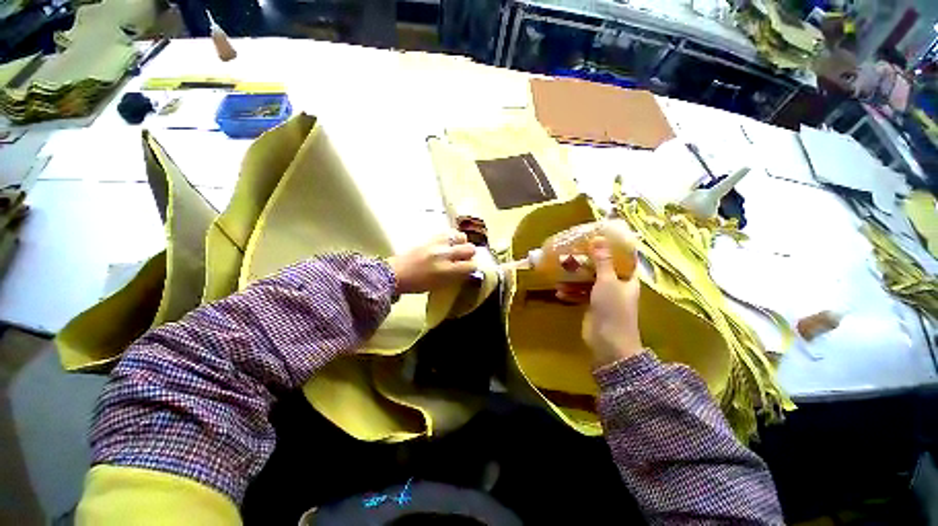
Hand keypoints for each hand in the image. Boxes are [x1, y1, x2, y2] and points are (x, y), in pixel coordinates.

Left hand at [388, 231, 477, 294]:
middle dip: (469, 254)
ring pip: (461, 236)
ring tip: (456, 248)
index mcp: (446, 270)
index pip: (471, 265)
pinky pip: (448, 233)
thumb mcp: (439, 285)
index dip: (472, 268)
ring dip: (461, 243)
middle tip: (464, 259)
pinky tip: (447, 244)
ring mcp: (437, 243)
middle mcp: (444, 254)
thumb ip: (455, 277)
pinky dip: (451, 238)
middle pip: (469, 248)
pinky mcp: (430, 237)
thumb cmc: (417, 284)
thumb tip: (467, 270)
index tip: (469, 269)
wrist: (395, 273)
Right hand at [557, 237, 642, 366]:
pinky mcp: (593, 307)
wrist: (609, 342)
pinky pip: (581, 295)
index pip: (623, 259)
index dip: (612, 248)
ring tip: (560, 273)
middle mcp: (617, 286)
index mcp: (627, 279)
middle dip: (586, 263)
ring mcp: (604, 297)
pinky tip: (559, 292)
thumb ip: (602, 261)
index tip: (597, 238)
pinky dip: (571, 293)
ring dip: (574, 279)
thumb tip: (598, 238)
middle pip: (601, 269)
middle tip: (571, 254)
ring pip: (588, 282)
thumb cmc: (613, 309)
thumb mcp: (607, 281)